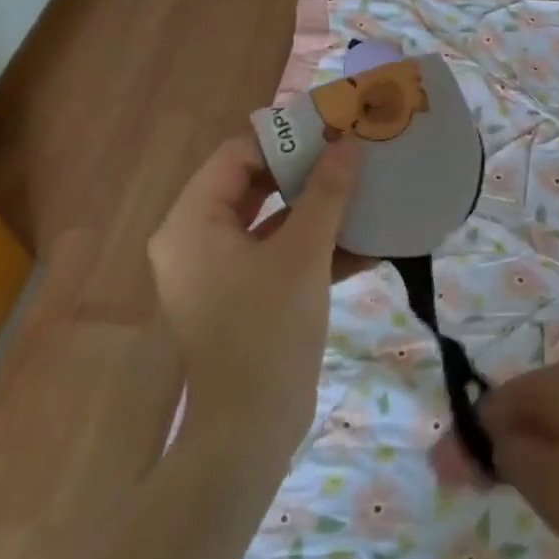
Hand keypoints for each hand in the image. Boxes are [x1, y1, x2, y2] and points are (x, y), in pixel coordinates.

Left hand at [148, 133, 362, 459]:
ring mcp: (218, 273)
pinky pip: (277, 256)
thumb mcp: (303, 253)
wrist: (251, 430)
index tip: (333, 128)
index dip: (284, 138)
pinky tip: (366, 244)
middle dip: (305, 171)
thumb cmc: (268, 329)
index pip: (236, 155)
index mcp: (192, 223)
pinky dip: (314, 247)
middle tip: (352, 154)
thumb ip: (326, 193)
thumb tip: (349, 143)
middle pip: (252, 185)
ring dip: (316, 209)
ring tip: (363, 189)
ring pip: (269, 221)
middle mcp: (195, 241)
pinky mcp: (242, 298)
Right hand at [429, 361, 558, 558]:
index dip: (468, 442)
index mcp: (557, 381)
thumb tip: (468, 440)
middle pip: (523, 406)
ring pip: (553, 420)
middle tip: (486, 496)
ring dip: (529, 453)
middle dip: (497, 447)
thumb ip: (500, 456)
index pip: (493, 402)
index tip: (454, 486)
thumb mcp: (545, 482)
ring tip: (528, 498)